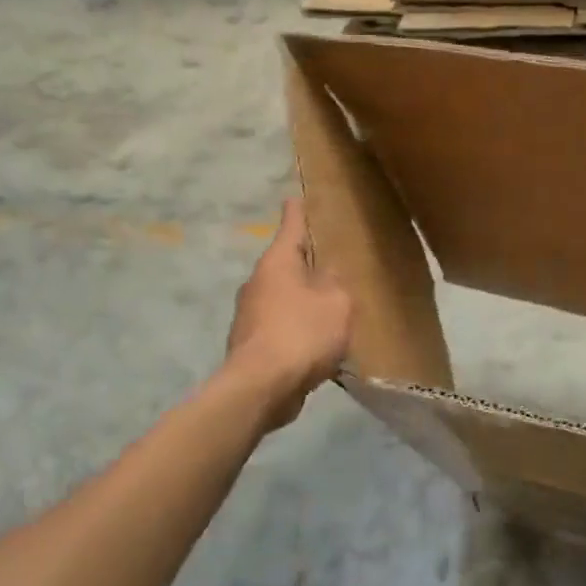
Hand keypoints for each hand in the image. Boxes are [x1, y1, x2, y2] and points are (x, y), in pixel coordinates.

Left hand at [225, 199, 351, 427]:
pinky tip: (317, 344)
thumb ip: (336, 284)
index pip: (290, 227)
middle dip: (305, 264)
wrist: (261, 387)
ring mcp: (249, 315)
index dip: (297, 212)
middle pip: (285, 265)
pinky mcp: (251, 345)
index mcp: (277, 263)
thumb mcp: (336, 302)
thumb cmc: (302, 333)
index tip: (295, 198)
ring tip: (330, 308)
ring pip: (282, 298)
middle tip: (330, 263)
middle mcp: (257, 283)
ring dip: (302, 300)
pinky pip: (280, 327)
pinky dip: (297, 330)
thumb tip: (328, 276)